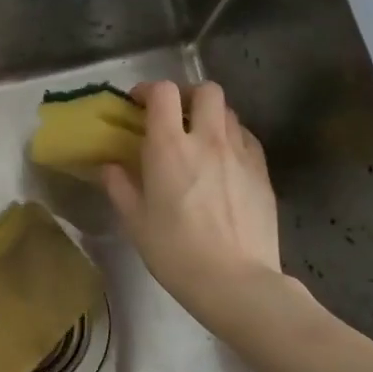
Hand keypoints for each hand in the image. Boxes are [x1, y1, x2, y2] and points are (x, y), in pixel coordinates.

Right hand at [103, 80, 284, 327]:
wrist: (236, 281)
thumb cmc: (175, 251)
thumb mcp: (135, 221)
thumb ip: (119, 186)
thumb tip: (109, 166)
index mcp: (170, 147)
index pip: (163, 92)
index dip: (148, 90)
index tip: (138, 104)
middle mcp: (208, 139)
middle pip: (206, 90)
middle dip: (188, 95)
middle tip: (175, 116)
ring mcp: (241, 153)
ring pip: (229, 113)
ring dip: (211, 117)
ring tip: (199, 141)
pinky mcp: (263, 172)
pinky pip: (247, 139)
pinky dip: (232, 139)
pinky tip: (223, 163)